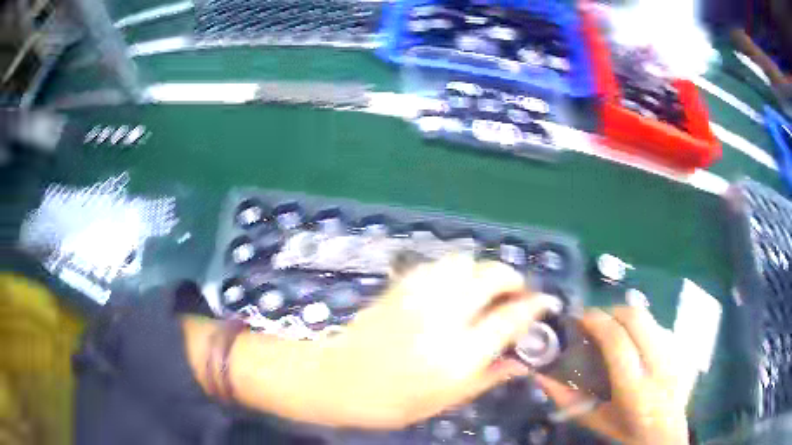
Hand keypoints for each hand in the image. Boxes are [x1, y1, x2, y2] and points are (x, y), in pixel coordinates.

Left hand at [291, 255, 560, 428]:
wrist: (336, 379)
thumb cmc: (390, 402)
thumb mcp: (444, 400)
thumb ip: (488, 376)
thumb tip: (523, 360)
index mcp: (457, 356)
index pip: (509, 319)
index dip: (534, 306)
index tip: (545, 302)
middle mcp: (442, 318)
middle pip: (492, 276)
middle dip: (512, 279)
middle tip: (513, 294)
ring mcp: (418, 296)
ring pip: (465, 261)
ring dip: (482, 272)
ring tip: (481, 292)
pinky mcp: (399, 285)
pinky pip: (438, 264)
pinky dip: (455, 271)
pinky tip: (452, 289)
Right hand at [534, 306, 689, 444]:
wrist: (666, 434)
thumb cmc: (627, 431)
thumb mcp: (595, 420)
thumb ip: (567, 399)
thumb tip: (540, 376)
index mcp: (635, 388)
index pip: (616, 340)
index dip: (596, 320)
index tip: (579, 316)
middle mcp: (658, 365)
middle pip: (636, 317)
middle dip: (611, 310)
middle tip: (594, 319)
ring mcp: (673, 353)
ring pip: (649, 316)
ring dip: (625, 315)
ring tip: (612, 327)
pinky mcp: (680, 348)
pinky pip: (657, 324)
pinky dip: (641, 324)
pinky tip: (634, 339)